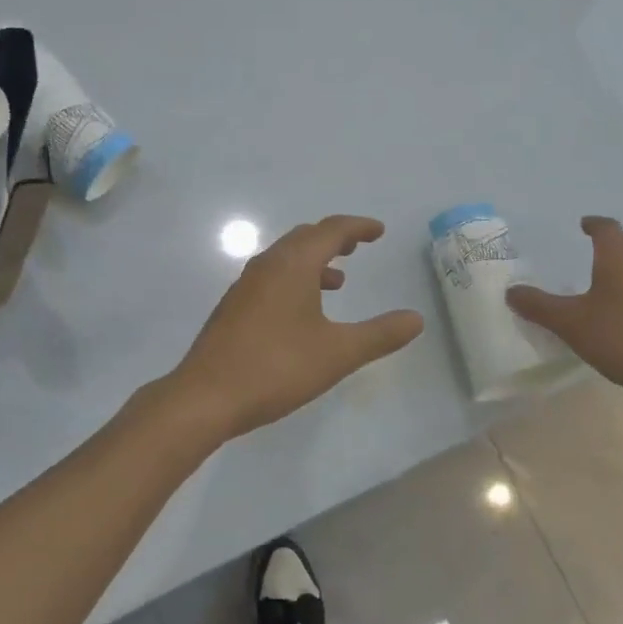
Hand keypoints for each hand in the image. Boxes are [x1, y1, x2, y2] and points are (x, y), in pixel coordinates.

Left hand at [166, 216, 424, 444]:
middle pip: (305, 237)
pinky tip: (303, 311)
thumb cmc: (276, 368)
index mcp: (293, 265)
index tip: (379, 231)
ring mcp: (245, 284)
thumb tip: (416, 319)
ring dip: (314, 260)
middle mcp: (267, 264)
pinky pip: (272, 276)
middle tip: (358, 246)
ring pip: (286, 257)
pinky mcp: (234, 306)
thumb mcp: (337, 353)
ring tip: (339, 279)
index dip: (358, 227)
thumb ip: (379, 334)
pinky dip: (295, 278)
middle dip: (334, 238)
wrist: (206, 396)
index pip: (331, 230)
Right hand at [507, 217, 622, 411]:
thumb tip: (511, 291)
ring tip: (617, 287)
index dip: (594, 224)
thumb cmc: (622, 340)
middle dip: (620, 241)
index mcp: (619, 261)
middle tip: (603, 250)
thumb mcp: (570, 324)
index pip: (608, 229)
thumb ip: (539, 307)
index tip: (584, 225)